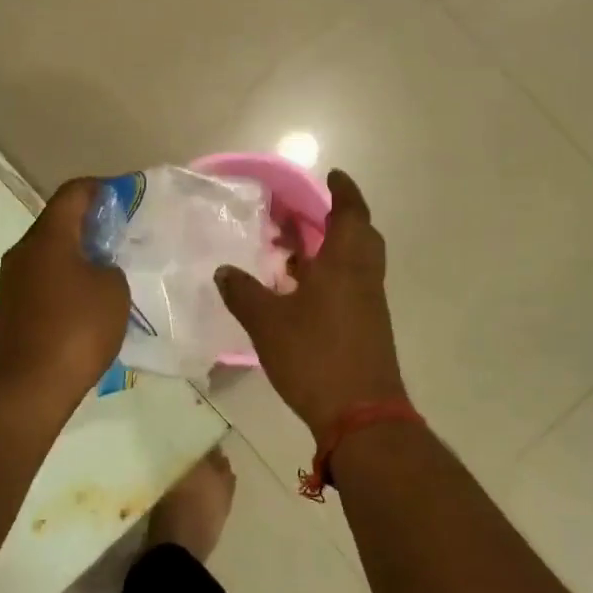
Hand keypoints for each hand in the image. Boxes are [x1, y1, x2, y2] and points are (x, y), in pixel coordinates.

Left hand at [0, 178, 130, 412]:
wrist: (28, 386)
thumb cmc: (76, 330)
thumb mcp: (113, 291)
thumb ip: (109, 267)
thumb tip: (96, 268)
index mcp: (49, 237)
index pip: (72, 193)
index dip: (99, 188)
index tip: (123, 196)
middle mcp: (23, 251)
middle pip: (58, 222)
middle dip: (89, 223)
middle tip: (120, 235)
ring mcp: (13, 280)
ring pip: (49, 252)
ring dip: (77, 254)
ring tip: (107, 268)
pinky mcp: (11, 306)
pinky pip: (42, 278)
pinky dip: (65, 278)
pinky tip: (86, 299)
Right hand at [216, 170, 406, 437]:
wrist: (361, 416)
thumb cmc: (315, 357)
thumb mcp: (267, 323)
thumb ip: (243, 293)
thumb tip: (223, 270)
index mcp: (344, 265)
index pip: (350, 214)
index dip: (343, 192)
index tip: (332, 176)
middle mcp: (362, 278)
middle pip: (360, 236)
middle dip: (339, 218)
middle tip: (309, 213)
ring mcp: (369, 305)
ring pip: (356, 263)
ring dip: (332, 249)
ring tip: (295, 251)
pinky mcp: (368, 328)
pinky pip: (351, 286)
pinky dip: (331, 277)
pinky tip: (301, 292)